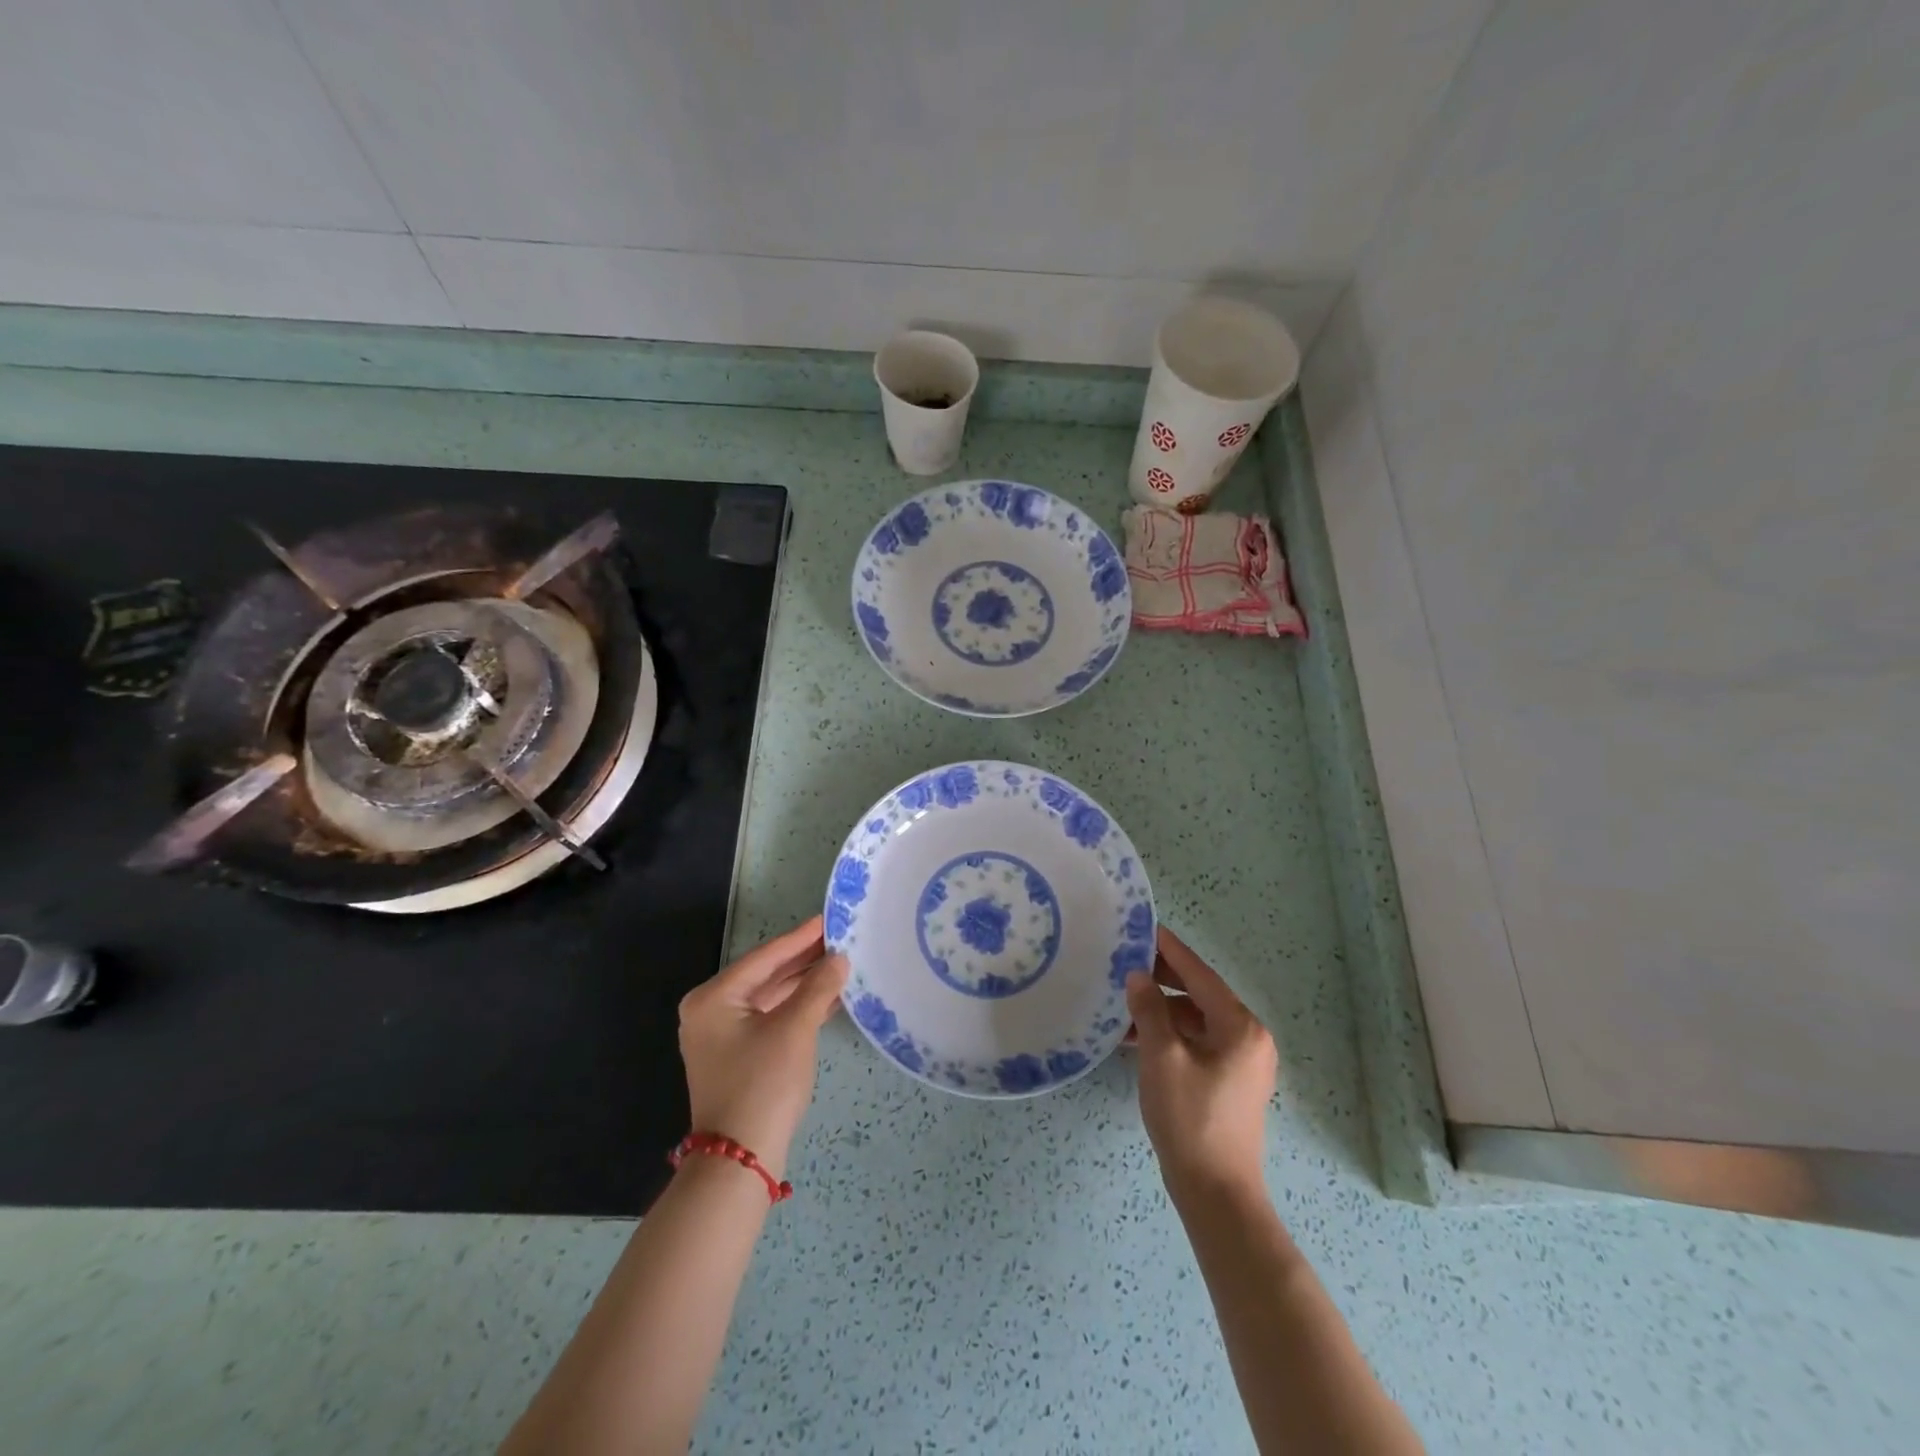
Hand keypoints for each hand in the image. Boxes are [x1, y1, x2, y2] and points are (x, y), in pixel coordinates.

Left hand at [678, 916, 847, 1181]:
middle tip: (840, 939)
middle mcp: (710, 1010)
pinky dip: (796, 1008)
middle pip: (765, 975)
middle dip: (804, 960)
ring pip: (769, 997)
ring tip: (840, 964)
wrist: (740, 1160)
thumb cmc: (763, 1084)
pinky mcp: (737, 1055)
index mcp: (713, 998)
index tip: (828, 919)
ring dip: (803, 984)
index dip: (800, 938)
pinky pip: (769, 1018)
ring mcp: (721, 1035)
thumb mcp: (794, 1029)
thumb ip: (817, 987)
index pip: (765, 957)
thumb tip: (839, 958)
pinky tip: (827, 998)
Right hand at [1126, 927, 1277, 1203]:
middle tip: (1126, 961)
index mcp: (1240, 1027)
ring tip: (1124, 1000)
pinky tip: (1136, 1037)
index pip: (1200, 975)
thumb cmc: (1190, 1118)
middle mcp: (1248, 1038)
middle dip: (1163, 979)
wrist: (1216, 1193)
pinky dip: (1170, 1035)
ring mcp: (1241, 1062)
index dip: (1170, 950)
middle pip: (1200, 995)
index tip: (1145, 928)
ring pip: (1196, 1020)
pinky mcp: (1229, 1082)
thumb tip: (1137, 976)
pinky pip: (1197, 1042)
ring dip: (1162, 1010)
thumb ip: (1149, 1010)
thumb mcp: (1162, 1058)